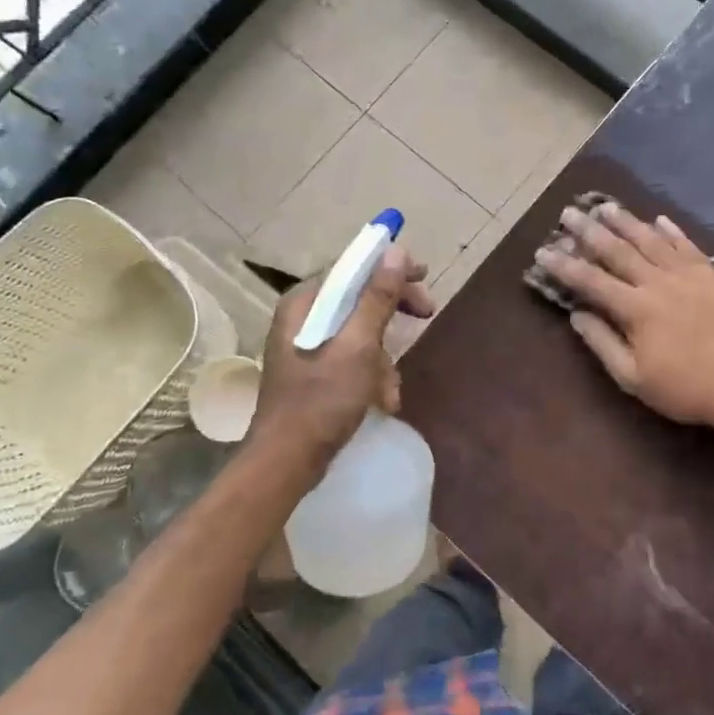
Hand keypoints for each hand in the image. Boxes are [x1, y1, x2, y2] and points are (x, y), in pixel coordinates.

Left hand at [247, 246, 434, 467]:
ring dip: (384, 357)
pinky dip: (371, 375)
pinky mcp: (314, 373)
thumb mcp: (358, 346)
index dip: (389, 267)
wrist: (286, 462)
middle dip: (392, 312)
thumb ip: (377, 298)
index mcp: (304, 304)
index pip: (351, 267)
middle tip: (427, 313)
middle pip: (358, 298)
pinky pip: (352, 358)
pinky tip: (382, 401)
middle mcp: (302, 318)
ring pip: (360, 333)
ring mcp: (307, 347)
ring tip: (390, 389)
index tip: (424, 274)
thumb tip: (396, 252)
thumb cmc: (321, 400)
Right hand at [537, 203, 713, 443]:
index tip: (542, 251)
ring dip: (626, 221)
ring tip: (606, 206)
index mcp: (636, 309)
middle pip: (617, 250)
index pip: (590, 281)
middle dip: (589, 230)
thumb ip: (602, 342)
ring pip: (651, 240)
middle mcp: (659, 282)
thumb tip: (576, 313)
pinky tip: (658, 219)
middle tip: (569, 212)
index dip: (564, 265)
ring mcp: (688, 275)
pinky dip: (671, 231)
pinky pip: (687, 245)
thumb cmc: (685, 389)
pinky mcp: (713, 275)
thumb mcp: (633, 378)